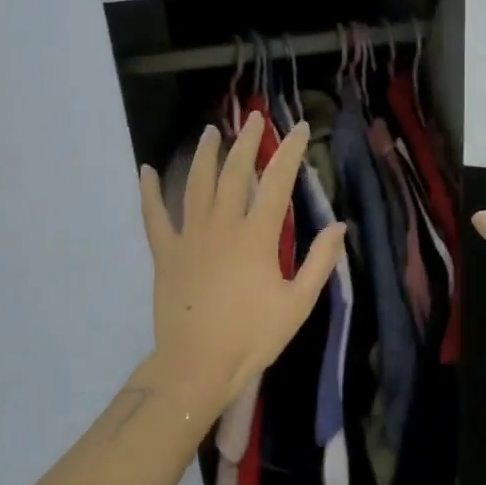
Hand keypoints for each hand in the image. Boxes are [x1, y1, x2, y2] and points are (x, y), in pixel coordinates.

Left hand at [138, 115, 345, 422]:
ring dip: (205, 155)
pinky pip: (154, 216)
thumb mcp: (298, 304)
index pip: (277, 183)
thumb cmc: (252, 337)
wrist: (197, 366)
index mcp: (256, 237)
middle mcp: (222, 226)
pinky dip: (149, 192)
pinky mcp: (166, 253)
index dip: (289, 152)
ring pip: (196, 185)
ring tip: (211, 131)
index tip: (298, 128)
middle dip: (247, 143)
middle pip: (235, 174)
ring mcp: (189, 237)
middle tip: (254, 119)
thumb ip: (320, 262)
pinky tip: (147, 170)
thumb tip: (338, 225)